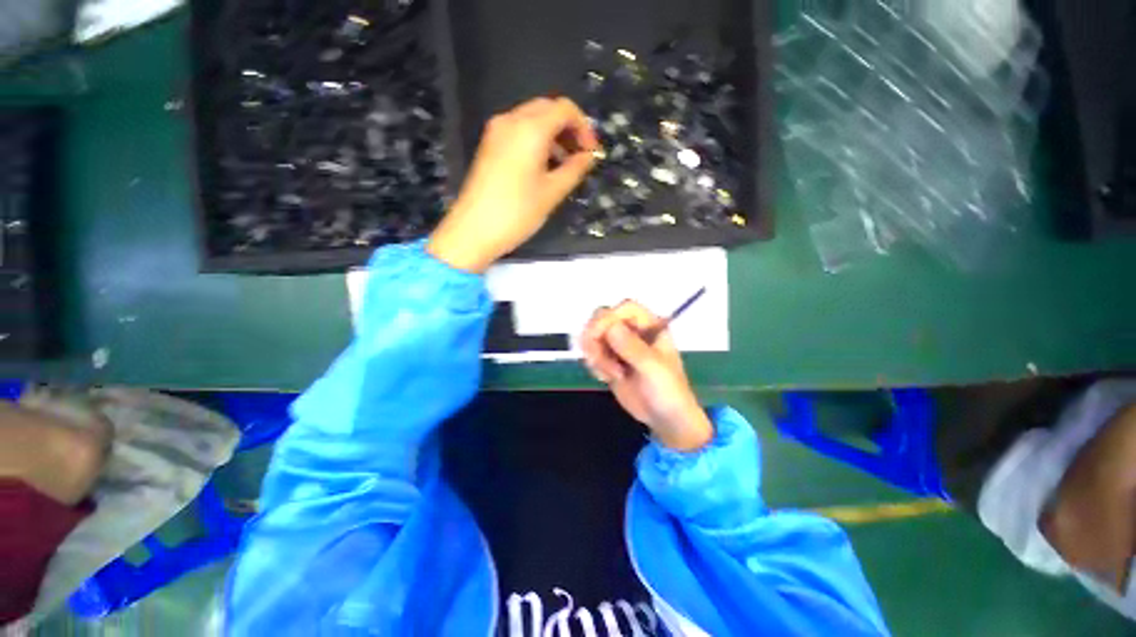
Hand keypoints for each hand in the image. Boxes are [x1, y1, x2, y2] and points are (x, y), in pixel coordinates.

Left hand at [427, 97, 598, 272]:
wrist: (473, 230)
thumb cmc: (517, 213)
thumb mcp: (552, 193)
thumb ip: (574, 169)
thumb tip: (589, 156)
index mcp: (529, 129)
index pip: (564, 109)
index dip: (584, 127)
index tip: (591, 152)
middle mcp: (511, 120)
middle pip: (547, 109)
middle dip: (568, 129)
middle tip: (580, 156)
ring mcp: (496, 132)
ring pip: (532, 119)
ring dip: (553, 136)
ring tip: (564, 166)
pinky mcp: (489, 145)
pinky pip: (518, 132)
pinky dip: (536, 141)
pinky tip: (544, 167)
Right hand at [580, 301, 713, 450]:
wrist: (666, 420)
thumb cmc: (668, 391)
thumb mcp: (653, 369)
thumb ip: (632, 347)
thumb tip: (611, 327)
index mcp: (650, 326)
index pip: (624, 308)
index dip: (609, 318)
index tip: (599, 336)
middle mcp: (633, 331)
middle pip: (603, 318)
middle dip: (595, 338)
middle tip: (596, 359)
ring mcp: (620, 345)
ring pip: (593, 336)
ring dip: (594, 355)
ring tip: (609, 374)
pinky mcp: (610, 360)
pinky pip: (591, 353)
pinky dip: (594, 365)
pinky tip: (606, 378)